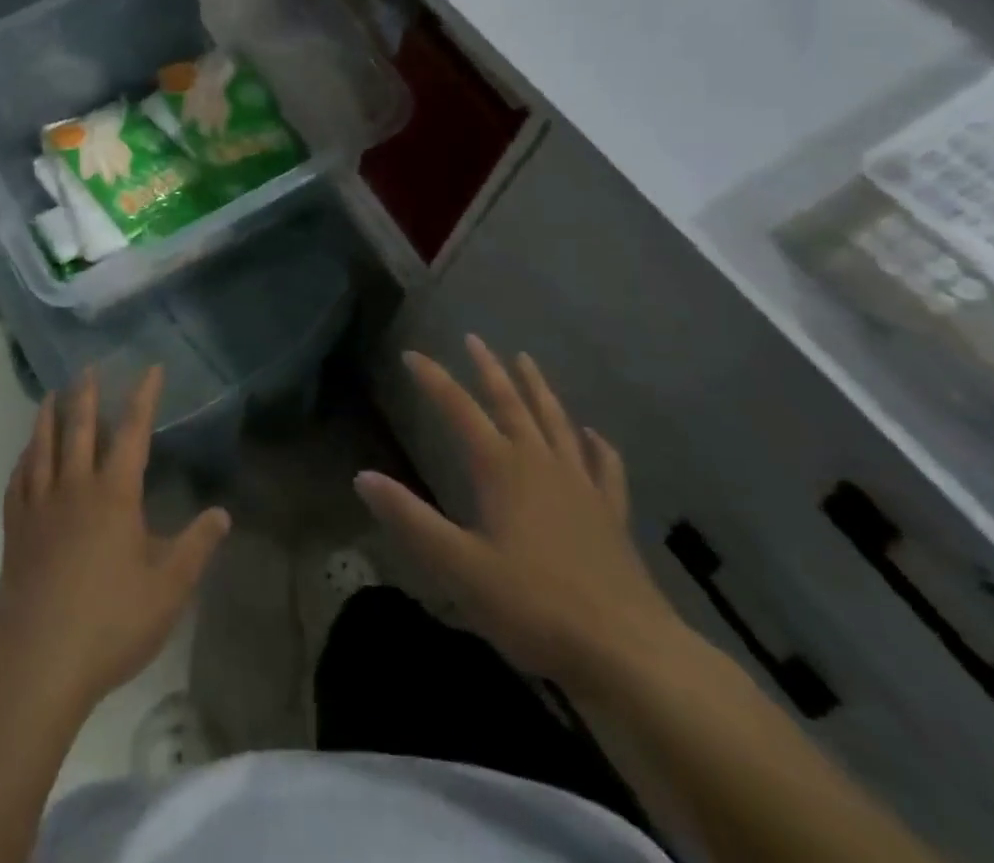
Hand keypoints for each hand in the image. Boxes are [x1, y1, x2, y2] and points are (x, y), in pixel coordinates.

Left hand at [0, 368, 231, 715]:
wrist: (38, 661)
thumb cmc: (110, 623)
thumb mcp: (168, 589)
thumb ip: (196, 547)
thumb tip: (221, 513)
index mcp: (114, 495)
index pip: (132, 431)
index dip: (143, 396)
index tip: (151, 368)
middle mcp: (74, 487)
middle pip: (79, 428)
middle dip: (86, 394)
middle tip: (87, 367)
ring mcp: (39, 506)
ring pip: (42, 447)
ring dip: (48, 416)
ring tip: (52, 394)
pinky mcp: (15, 529)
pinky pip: (18, 480)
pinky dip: (23, 459)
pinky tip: (25, 455)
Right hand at [354, 337, 688, 693]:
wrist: (631, 653)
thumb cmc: (535, 606)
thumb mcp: (458, 566)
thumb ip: (410, 519)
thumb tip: (362, 476)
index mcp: (501, 470)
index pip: (459, 410)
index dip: (434, 380)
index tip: (412, 354)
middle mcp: (540, 465)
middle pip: (512, 404)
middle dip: (490, 370)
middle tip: (475, 339)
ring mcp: (582, 488)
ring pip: (556, 423)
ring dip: (538, 390)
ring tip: (527, 361)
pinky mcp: (611, 516)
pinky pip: (605, 468)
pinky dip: (597, 445)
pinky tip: (593, 434)